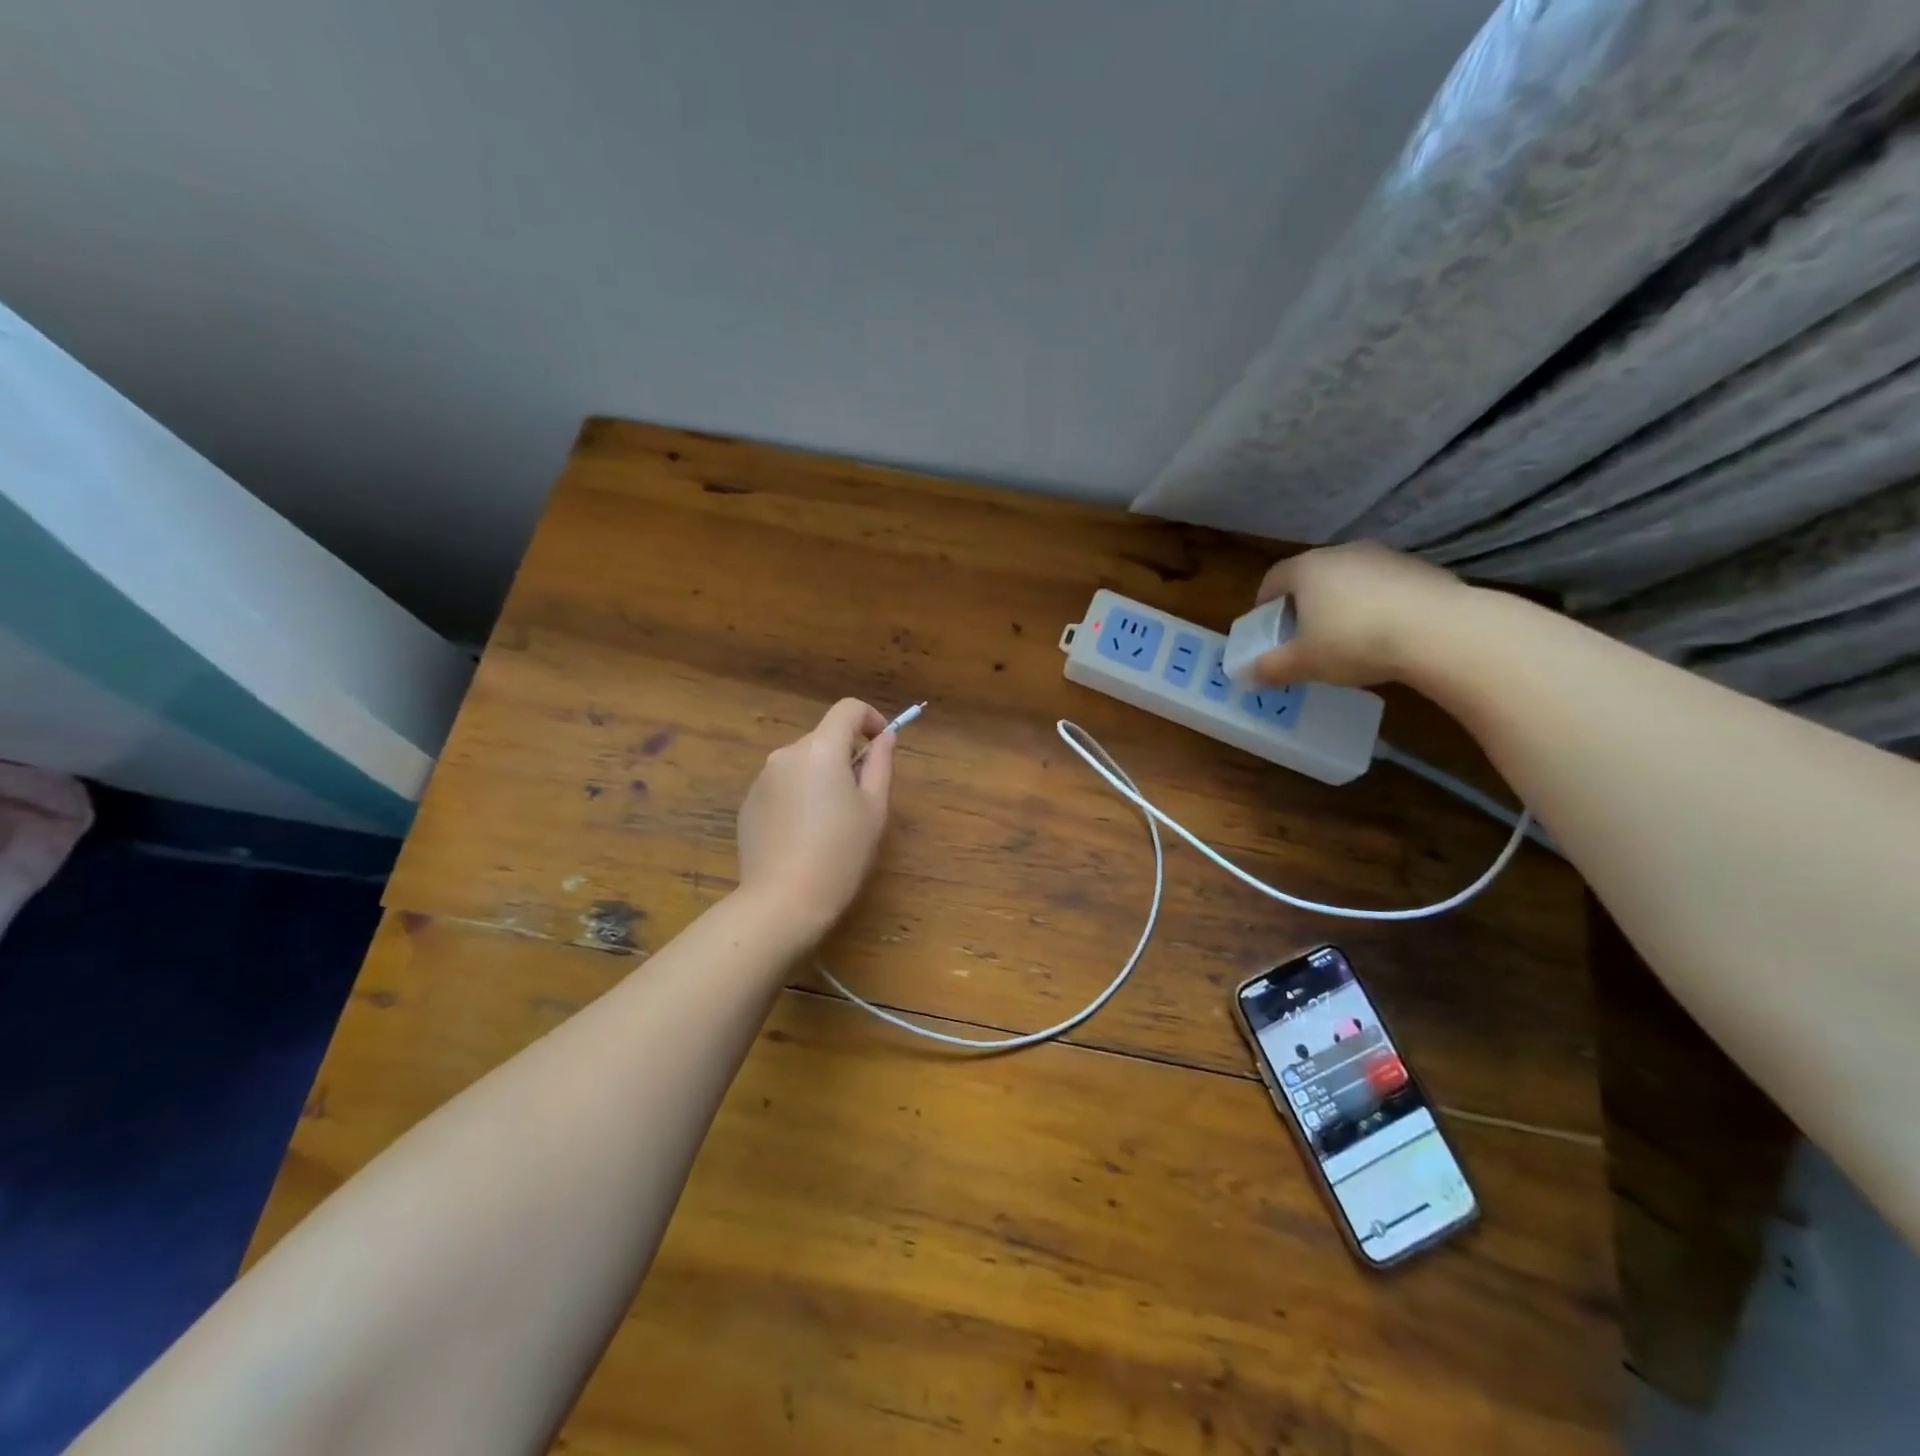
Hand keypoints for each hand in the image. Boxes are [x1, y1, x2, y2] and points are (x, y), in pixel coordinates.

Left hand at [734, 698, 896, 938]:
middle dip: (846, 756)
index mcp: (821, 749)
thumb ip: (880, 764)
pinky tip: (803, 836)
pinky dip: (798, 796)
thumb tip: (884, 737)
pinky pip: (782, 786)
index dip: (870, 718)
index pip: (848, 709)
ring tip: (832, 823)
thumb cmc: (840, 854)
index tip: (881, 745)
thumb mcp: (874, 809)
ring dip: (821, 777)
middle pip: (824, 738)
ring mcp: (762, 779)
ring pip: (802, 763)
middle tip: (861, 798)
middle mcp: (786, 754)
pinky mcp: (748, 804)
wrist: (782, 901)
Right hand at [1251, 542, 1470, 686]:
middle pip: (1313, 576)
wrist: (1438, 631)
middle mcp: (1343, 552)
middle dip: (1305, 604)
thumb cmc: (1353, 641)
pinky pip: (1387, 587)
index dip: (1264, 603)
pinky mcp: (1422, 569)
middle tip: (1304, 636)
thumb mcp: (1303, 663)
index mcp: (1307, 569)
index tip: (1265, 626)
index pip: (1274, 578)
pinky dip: (1379, 606)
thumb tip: (1249, 675)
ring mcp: (1386, 557)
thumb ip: (1272, 667)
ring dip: (1343, 603)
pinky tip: (1386, 635)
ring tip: (1348, 638)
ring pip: (1352, 580)